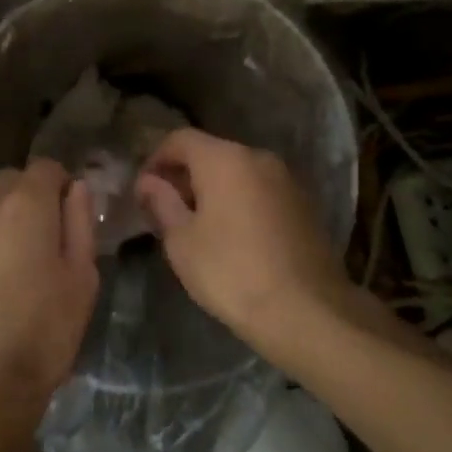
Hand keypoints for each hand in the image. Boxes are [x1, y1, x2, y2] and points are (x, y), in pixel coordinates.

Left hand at [0, 159, 99, 418]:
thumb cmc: (43, 330)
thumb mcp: (82, 278)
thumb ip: (80, 224)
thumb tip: (76, 189)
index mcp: (26, 206)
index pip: (45, 166)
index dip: (60, 182)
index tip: (70, 211)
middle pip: (8, 182)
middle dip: (28, 195)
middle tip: (45, 235)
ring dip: (1, 226)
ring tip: (16, 270)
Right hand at [135, 128, 350, 350]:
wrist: (307, 311)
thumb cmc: (232, 272)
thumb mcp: (182, 241)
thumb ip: (162, 203)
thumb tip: (148, 182)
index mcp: (224, 159)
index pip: (180, 139)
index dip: (156, 160)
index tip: (144, 191)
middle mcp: (258, 157)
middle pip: (211, 153)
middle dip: (185, 176)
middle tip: (166, 210)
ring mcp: (286, 179)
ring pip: (238, 172)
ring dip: (214, 189)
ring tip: (198, 226)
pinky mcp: (304, 204)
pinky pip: (260, 190)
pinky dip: (240, 201)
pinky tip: (233, 236)